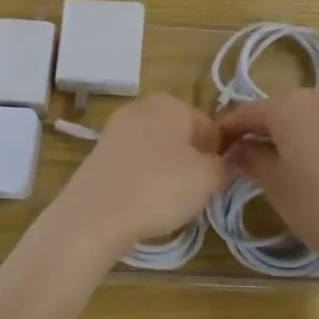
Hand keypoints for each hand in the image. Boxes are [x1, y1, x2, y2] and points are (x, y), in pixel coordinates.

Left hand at [53, 94, 227, 257]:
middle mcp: (142, 107)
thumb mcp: (207, 178)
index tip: (213, 183)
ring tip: (166, 203)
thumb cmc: (159, 187)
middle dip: (191, 164)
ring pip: (158, 151)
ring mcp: (116, 129)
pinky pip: (135, 164)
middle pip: (182, 137)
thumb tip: (223, 163)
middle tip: (192, 194)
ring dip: (167, 173)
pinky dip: (143, 180)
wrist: (94, 215)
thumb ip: (224, 166)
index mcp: (170, 103)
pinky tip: (142, 203)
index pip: (211, 128)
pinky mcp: (100, 153)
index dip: (217, 157)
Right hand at [216, 91, 318, 275]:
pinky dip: (312, 139)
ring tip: (276, 162)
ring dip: (287, 133)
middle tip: (242, 155)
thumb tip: (238, 148)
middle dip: (258, 129)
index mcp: (288, 108)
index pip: (247, 111)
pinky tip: (312, 166)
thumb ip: (252, 160)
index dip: (228, 128)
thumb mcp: (277, 186)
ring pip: (304, 116)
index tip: (213, 146)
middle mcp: (316, 99)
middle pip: (277, 109)